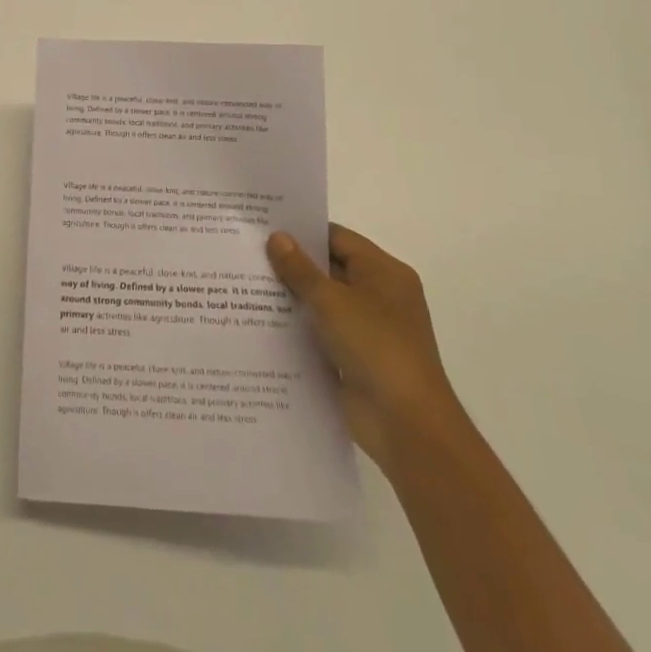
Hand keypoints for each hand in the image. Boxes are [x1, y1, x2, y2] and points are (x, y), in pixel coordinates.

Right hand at [267, 225, 459, 469]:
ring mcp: (368, 329)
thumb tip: (277, 237)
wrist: (405, 424)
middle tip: (248, 253)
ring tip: (245, 284)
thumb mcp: (331, 300)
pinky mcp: (355, 358)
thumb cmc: (374, 346)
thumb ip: (300, 268)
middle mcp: (379, 295)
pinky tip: (262, 322)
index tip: (264, 227)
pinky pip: (322, 332)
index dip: (302, 232)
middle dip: (292, 264)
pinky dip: (299, 328)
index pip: (337, 238)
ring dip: (292, 298)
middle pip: (330, 269)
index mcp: (384, 272)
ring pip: (323, 302)